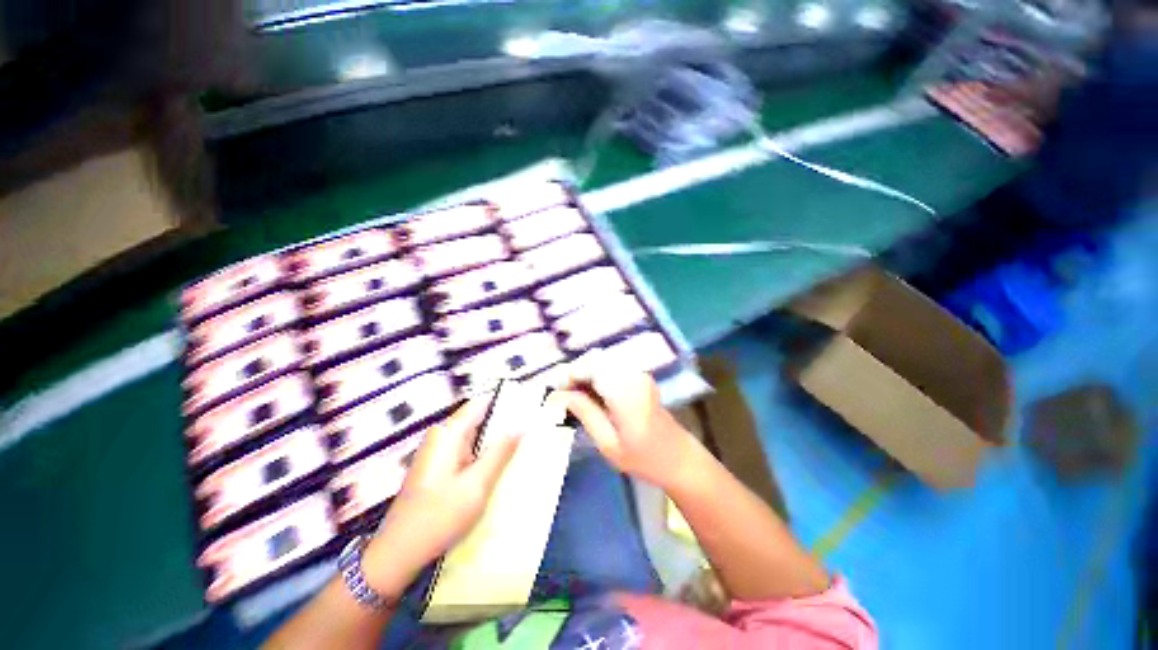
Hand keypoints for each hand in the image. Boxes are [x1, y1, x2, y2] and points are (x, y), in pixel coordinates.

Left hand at [361, 397, 521, 596]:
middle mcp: (441, 435)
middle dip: (503, 423)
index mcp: (449, 433)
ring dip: (494, 441)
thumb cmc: (439, 516)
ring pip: (474, 435)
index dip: (506, 402)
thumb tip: (521, 425)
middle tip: (529, 430)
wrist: (398, 553)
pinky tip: (498, 466)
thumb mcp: (477, 484)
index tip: (529, 406)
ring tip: (520, 446)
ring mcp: (437, 450)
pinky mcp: (437, 465)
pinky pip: (466, 450)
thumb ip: (501, 452)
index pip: (482, 402)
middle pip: (478, 418)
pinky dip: (483, 454)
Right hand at [547, 351, 697, 487]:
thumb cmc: (644, 458)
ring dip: (585, 375)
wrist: (679, 458)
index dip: (569, 376)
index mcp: (626, 392)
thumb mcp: (608, 443)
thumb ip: (585, 413)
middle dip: (575, 374)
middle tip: (562, 396)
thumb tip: (559, 395)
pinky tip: (592, 395)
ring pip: (602, 362)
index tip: (555, 393)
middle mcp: (633, 375)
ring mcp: (639, 373)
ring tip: (575, 397)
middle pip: (595, 360)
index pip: (590, 368)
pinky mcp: (640, 376)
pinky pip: (611, 368)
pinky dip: (597, 376)